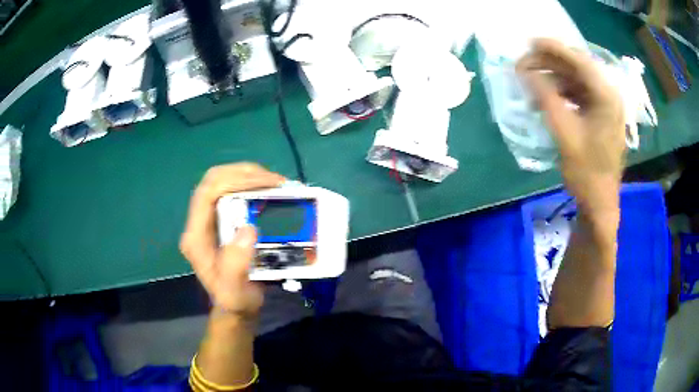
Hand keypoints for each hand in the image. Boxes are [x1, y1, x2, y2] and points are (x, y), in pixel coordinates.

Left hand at [180, 163, 284, 318]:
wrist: (235, 306)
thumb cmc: (234, 300)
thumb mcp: (235, 291)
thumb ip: (236, 266)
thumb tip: (249, 229)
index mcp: (196, 237)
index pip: (206, 193)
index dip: (233, 180)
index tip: (265, 183)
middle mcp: (199, 222)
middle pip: (214, 180)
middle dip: (244, 173)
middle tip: (276, 180)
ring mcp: (209, 218)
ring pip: (223, 181)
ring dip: (249, 176)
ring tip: (277, 183)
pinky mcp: (221, 218)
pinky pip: (232, 190)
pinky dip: (252, 184)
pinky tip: (269, 190)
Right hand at [517, 38, 625, 221]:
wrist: (600, 202)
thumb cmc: (586, 172)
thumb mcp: (564, 133)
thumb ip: (545, 97)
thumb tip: (525, 71)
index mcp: (607, 97)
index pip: (579, 61)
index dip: (554, 48)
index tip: (530, 42)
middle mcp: (610, 96)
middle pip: (578, 68)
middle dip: (551, 62)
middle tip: (526, 62)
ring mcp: (607, 107)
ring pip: (578, 80)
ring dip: (555, 78)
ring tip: (532, 81)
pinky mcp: (601, 116)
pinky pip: (580, 94)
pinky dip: (563, 92)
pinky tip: (547, 97)